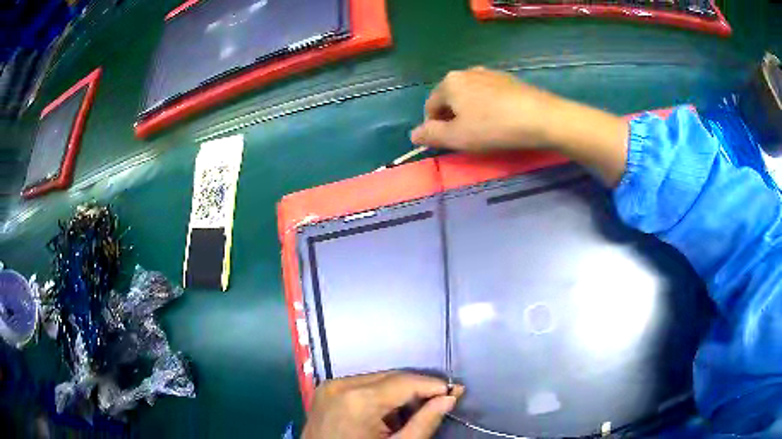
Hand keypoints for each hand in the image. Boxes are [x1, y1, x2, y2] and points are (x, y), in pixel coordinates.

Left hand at [302, 372, 463, 438]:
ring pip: (377, 379)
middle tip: (440, 402)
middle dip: (418, 389)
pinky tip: (388, 414)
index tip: (456, 391)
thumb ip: (424, 422)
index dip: (434, 385)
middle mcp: (341, 384)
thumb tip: (449, 398)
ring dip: (399, 392)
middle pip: (391, 377)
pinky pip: (361, 385)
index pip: (406, 381)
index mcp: (358, 399)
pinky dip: (379, 395)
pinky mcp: (325, 391)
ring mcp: (330, 386)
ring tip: (414, 412)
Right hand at [410, 67, 564, 151]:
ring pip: (470, 96)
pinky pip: (488, 94)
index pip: (430, 106)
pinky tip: (500, 119)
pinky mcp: (508, 80)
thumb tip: (413, 134)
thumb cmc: (494, 127)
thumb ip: (431, 135)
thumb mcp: (457, 137)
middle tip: (467, 138)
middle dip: (453, 118)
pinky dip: (487, 107)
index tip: (448, 143)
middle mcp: (466, 72)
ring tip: (484, 130)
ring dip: (470, 112)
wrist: (541, 117)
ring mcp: (489, 73)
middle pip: (450, 99)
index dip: (434, 127)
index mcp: (449, 82)